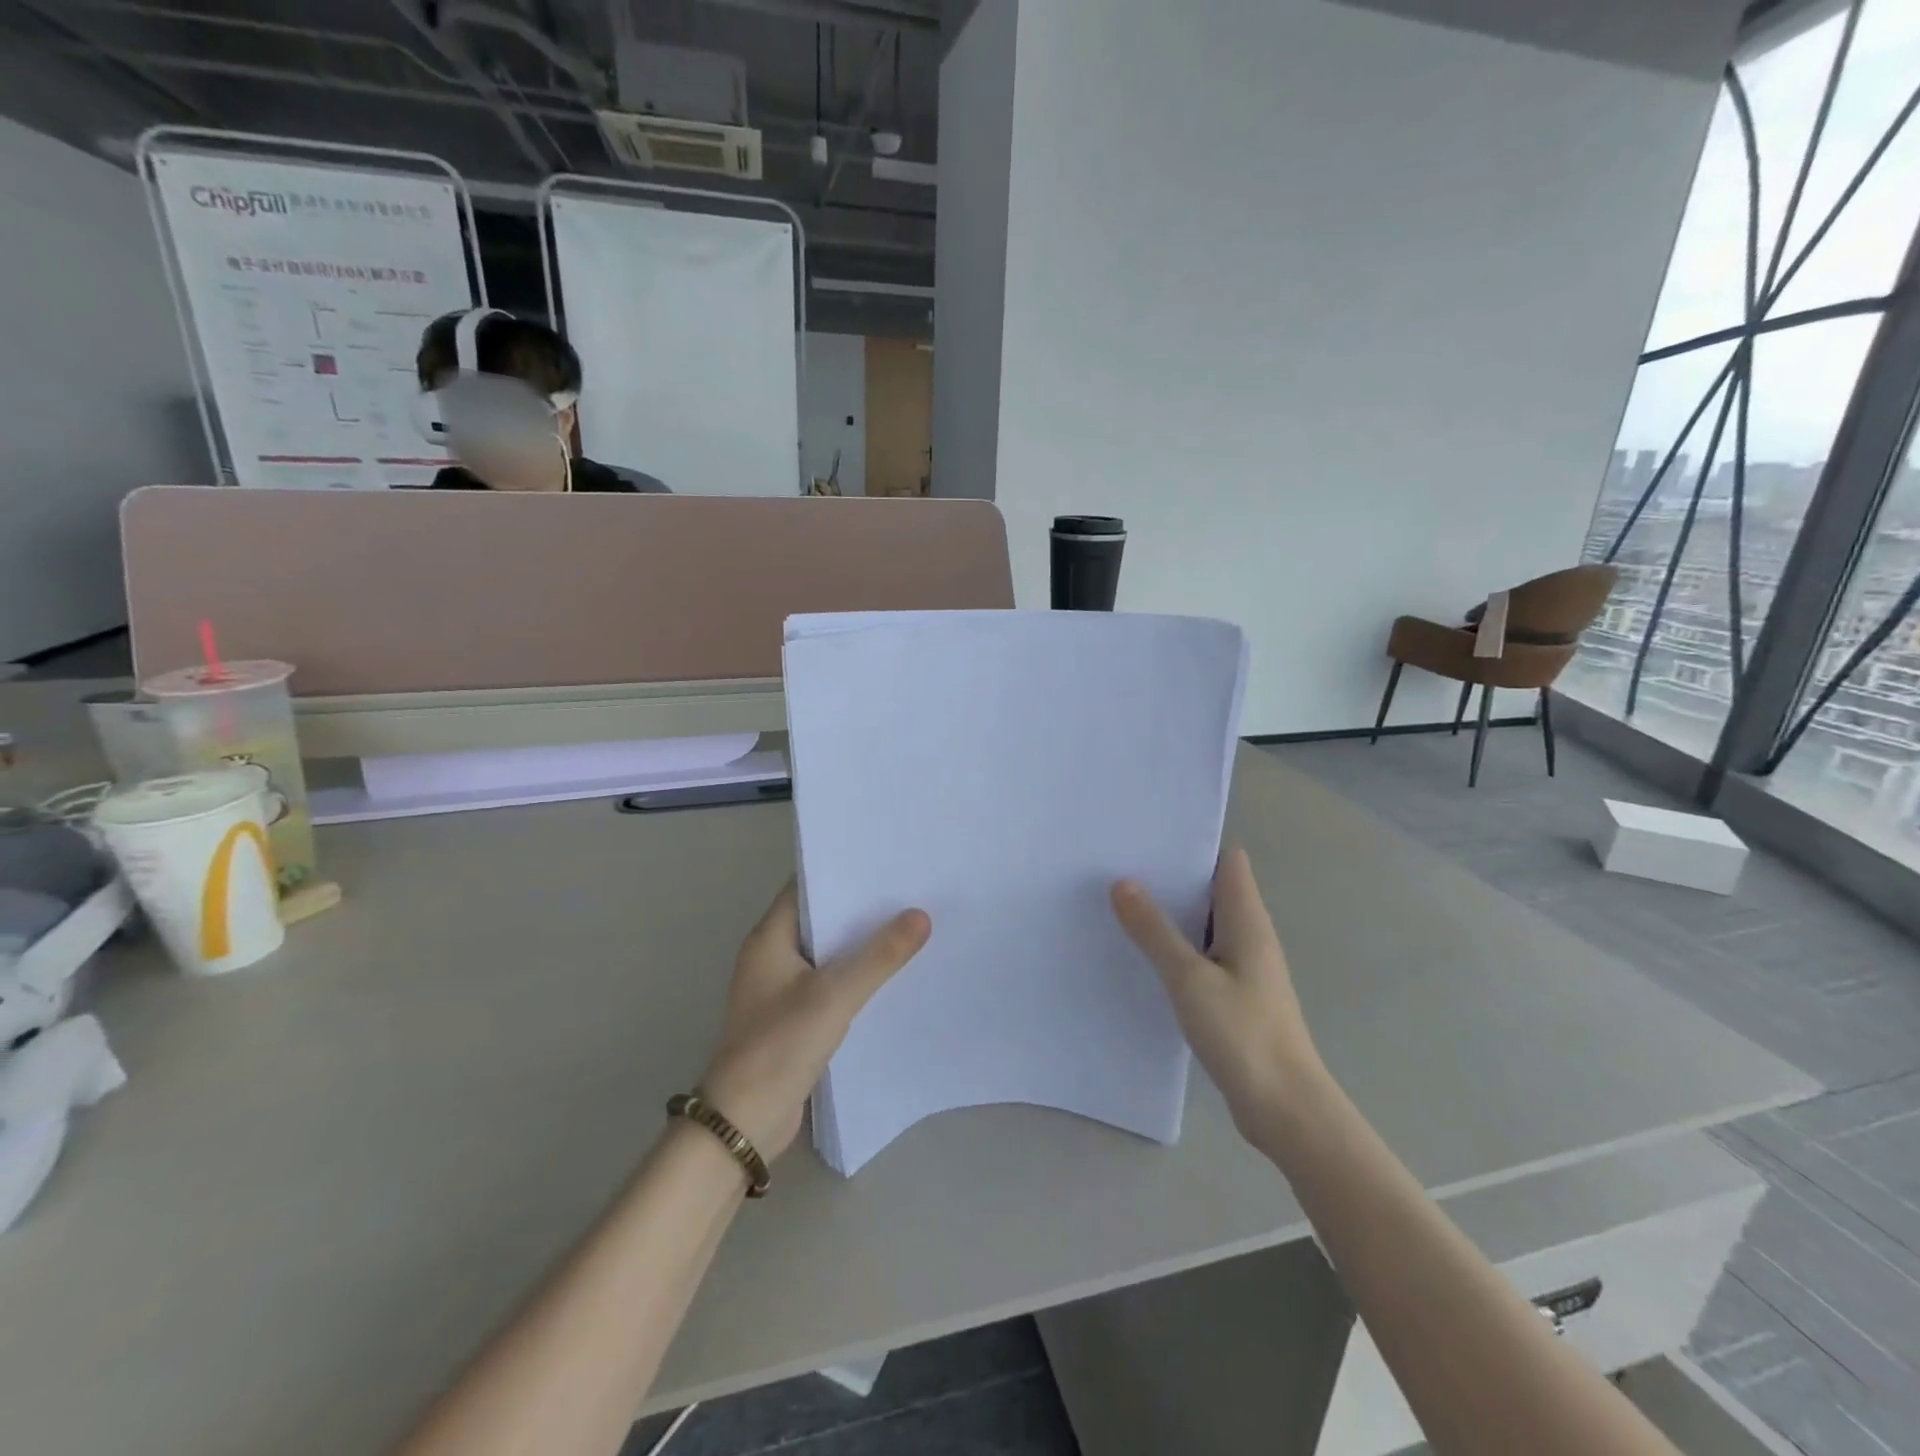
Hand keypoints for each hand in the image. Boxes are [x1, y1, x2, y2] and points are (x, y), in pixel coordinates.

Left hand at [699, 883, 930, 1160]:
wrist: (744, 1122)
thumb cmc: (781, 1045)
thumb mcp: (835, 995)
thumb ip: (879, 956)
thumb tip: (920, 915)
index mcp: (769, 938)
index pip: (806, 887)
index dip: (842, 871)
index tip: (884, 860)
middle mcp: (772, 956)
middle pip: (821, 919)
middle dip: (860, 907)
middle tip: (909, 890)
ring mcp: (782, 989)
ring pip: (829, 953)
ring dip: (861, 943)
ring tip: (910, 925)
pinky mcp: (795, 1018)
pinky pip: (831, 983)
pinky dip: (857, 975)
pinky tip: (892, 974)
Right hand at [1111, 845, 1323, 1137]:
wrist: (1286, 1109)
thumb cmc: (1242, 1034)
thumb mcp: (1189, 978)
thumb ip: (1155, 931)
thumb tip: (1123, 882)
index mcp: (1247, 920)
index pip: (1227, 861)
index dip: (1193, 845)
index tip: (1149, 840)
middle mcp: (1250, 936)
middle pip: (1212, 889)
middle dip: (1172, 878)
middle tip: (1121, 869)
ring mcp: (1245, 968)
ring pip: (1205, 925)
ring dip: (1172, 915)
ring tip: (1122, 905)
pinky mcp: (1236, 996)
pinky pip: (1202, 956)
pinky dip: (1176, 949)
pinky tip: (1144, 957)